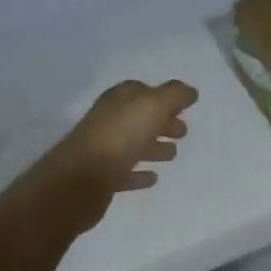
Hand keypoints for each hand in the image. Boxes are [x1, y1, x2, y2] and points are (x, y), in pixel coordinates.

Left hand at [43, 79, 197, 231]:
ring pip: (133, 143)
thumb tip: (190, 91)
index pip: (142, 91)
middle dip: (162, 122)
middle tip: (183, 132)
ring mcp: (103, 149)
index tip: (184, 107)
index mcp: (119, 99)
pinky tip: (152, 178)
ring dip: (153, 147)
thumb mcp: (153, 106)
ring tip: (173, 154)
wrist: (80, 180)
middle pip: (140, 117)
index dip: (163, 97)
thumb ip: (174, 95)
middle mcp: (109, 120)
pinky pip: (125, 172)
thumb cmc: (120, 136)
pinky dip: (139, 174)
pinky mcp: (101, 178)